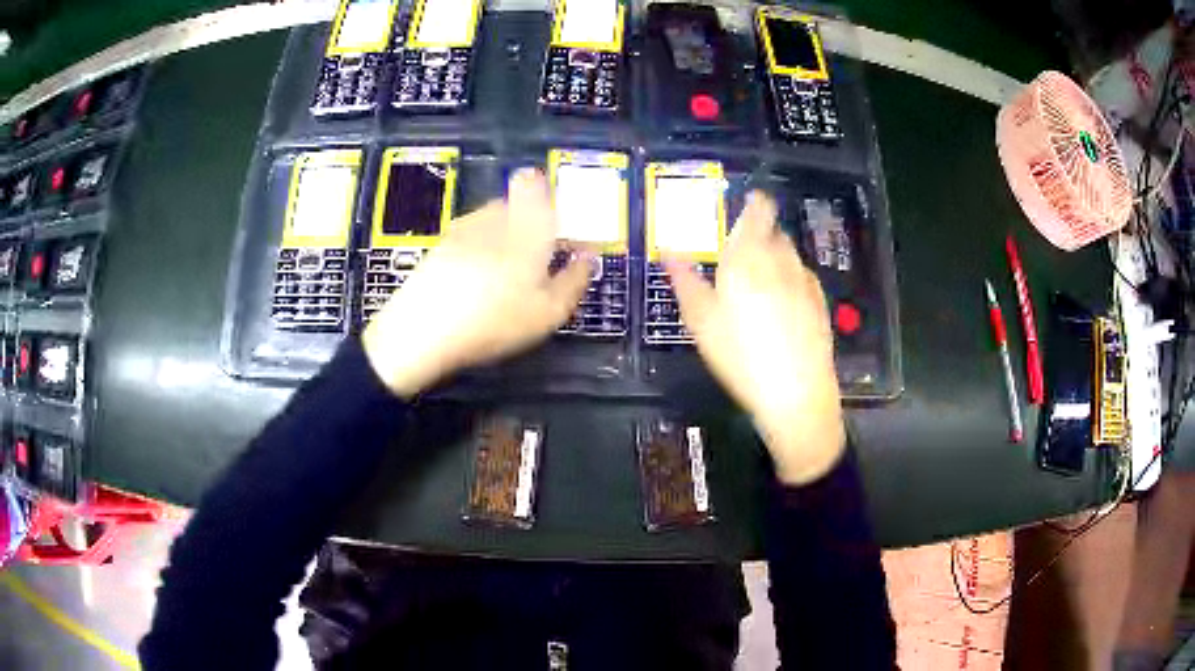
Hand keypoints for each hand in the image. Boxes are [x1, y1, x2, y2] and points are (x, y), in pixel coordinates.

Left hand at [363, 169, 590, 397]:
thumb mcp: (548, 313)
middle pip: (517, 200)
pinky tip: (478, 279)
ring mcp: (464, 227)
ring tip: (506, 273)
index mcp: (529, 224)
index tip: (559, 226)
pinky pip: (471, 235)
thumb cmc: (496, 320)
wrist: (423, 330)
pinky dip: (480, 248)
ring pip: (493, 217)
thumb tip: (587, 258)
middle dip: (531, 221)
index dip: (549, 196)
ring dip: (505, 233)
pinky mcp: (442, 244)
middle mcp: (495, 216)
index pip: (538, 185)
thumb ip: (574, 280)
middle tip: (536, 258)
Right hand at [665, 192, 845, 485]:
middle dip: (759, 234)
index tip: (749, 201)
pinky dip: (791, 278)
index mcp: (749, 258)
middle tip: (741, 251)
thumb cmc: (741, 356)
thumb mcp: (701, 322)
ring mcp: (805, 282)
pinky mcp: (819, 304)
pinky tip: (781, 302)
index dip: (755, 202)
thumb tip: (668, 251)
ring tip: (759, 279)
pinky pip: (803, 277)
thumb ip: (685, 281)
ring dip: (775, 255)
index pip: (758, 212)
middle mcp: (781, 261)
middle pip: (774, 232)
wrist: (796, 393)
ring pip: (789, 254)